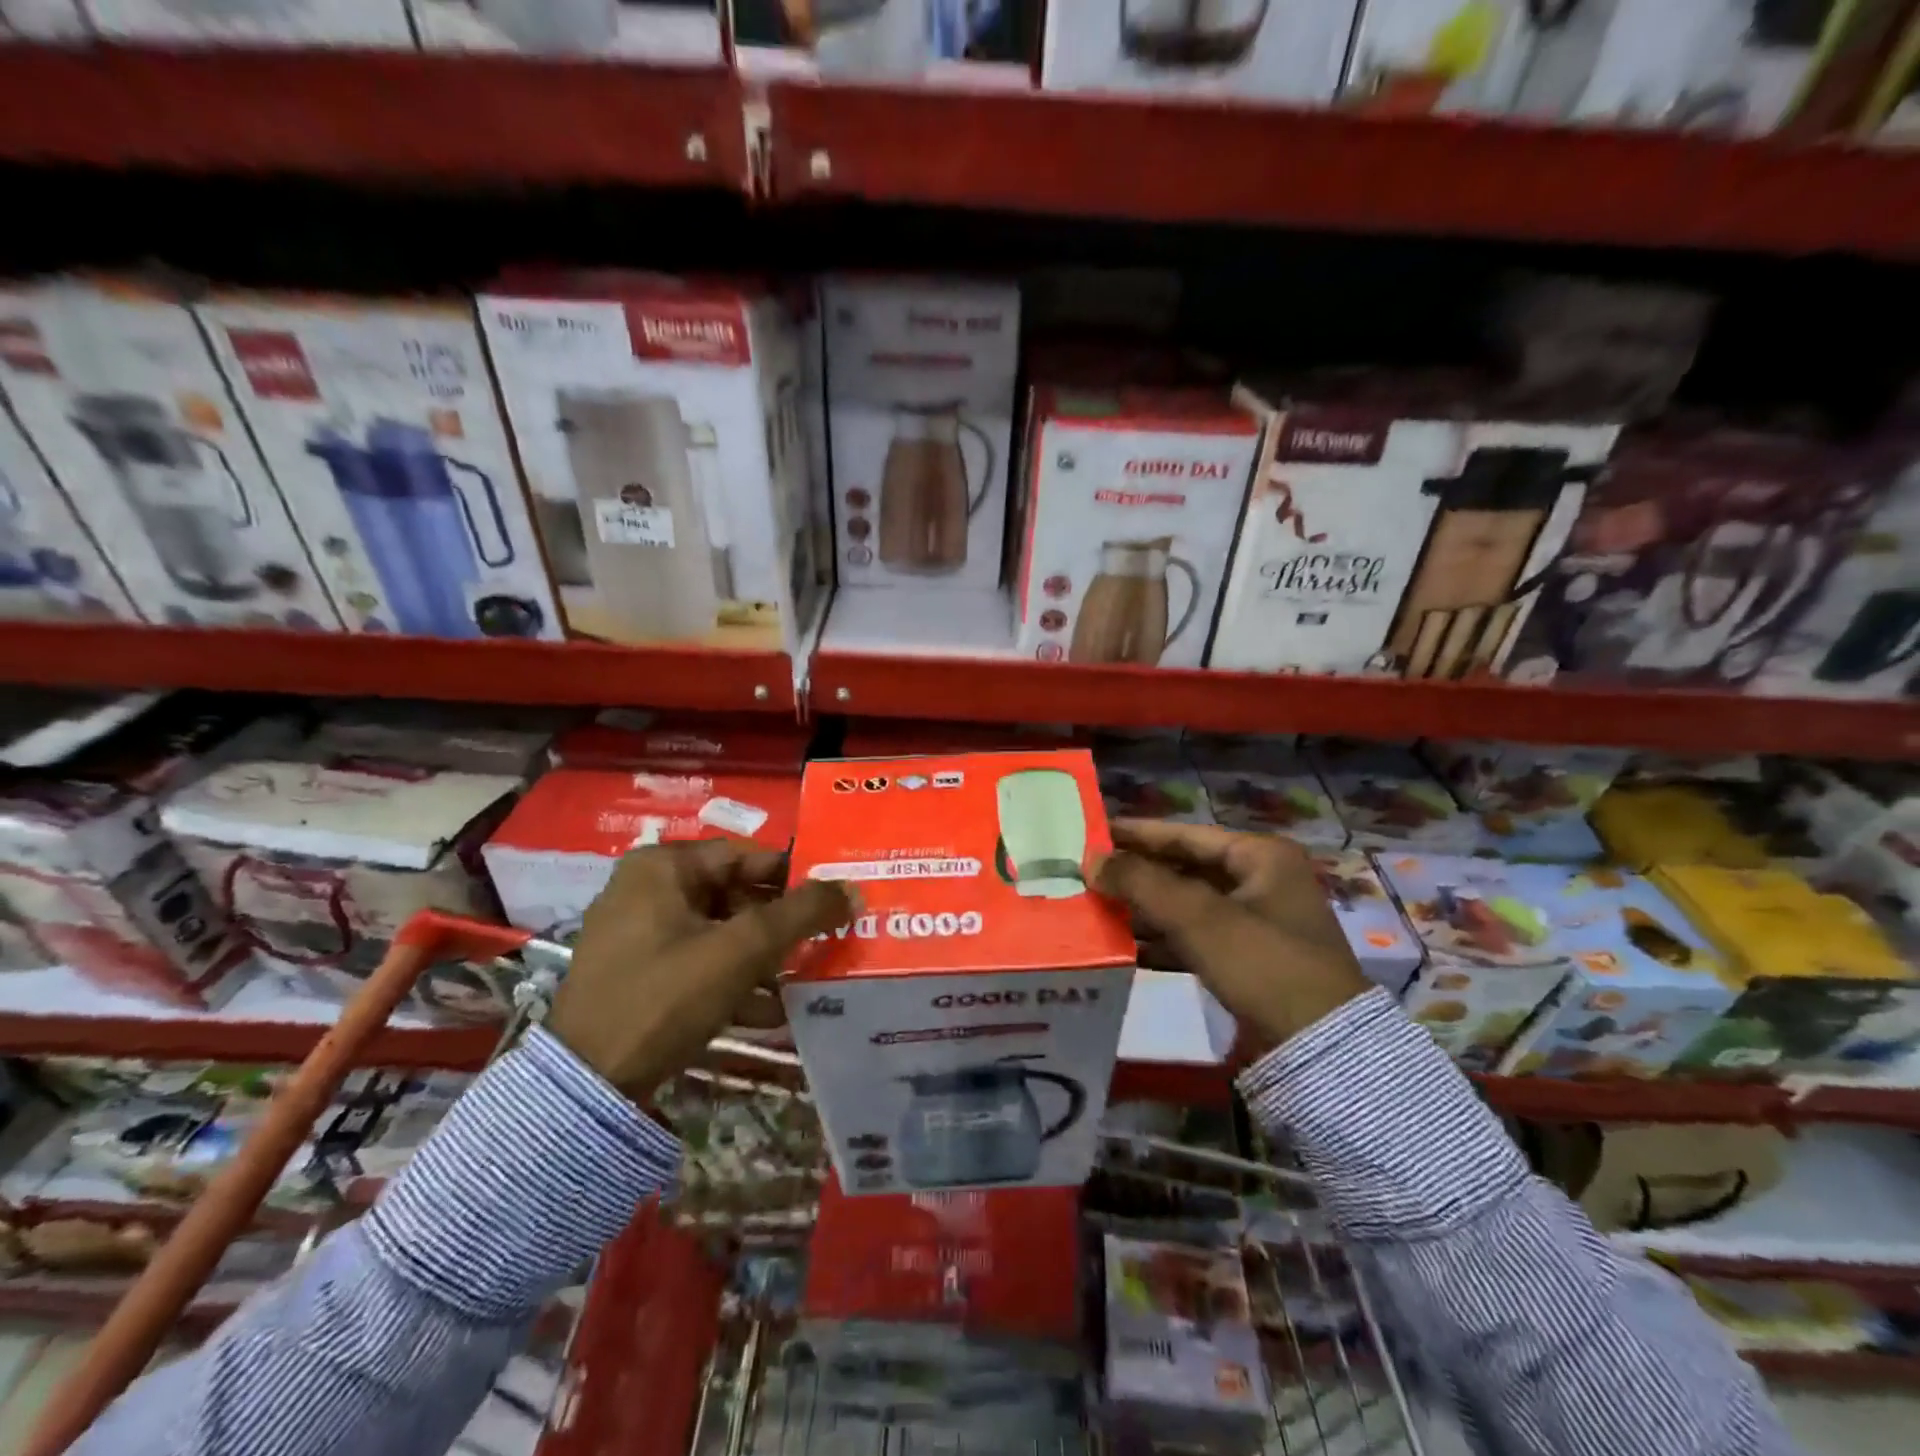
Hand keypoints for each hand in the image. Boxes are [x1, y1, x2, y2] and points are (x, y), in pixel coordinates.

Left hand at [545, 841, 855, 1099]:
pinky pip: (699, 964)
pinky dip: (734, 981)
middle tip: (825, 941)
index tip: (833, 899)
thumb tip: (853, 889)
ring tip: (806, 980)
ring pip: (720, 933)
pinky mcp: (638, 976)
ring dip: (764, 957)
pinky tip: (771, 1013)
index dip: (795, 876)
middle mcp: (647, 890)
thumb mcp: (742, 949)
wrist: (586, 1085)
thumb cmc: (665, 996)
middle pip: (735, 895)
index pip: (746, 856)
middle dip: (781, 924)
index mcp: (663, 867)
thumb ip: (802, 914)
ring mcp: (638, 935)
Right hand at [1093, 820, 1369, 1057]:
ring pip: (1187, 906)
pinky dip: (1163, 942)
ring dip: (1145, 910)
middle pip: (1184, 869)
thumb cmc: (1263, 964)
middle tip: (1088, 875)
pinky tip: (1125, 949)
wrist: (1321, 1049)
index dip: (1137, 834)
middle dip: (1137, 876)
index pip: (1185, 834)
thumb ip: (1141, 883)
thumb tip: (1090, 860)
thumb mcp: (1199, 917)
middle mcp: (1260, 881)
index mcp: (1260, 856)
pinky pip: (1195, 939)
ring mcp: (1256, 923)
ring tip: (1096, 910)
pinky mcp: (1248, 960)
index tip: (1093, 832)